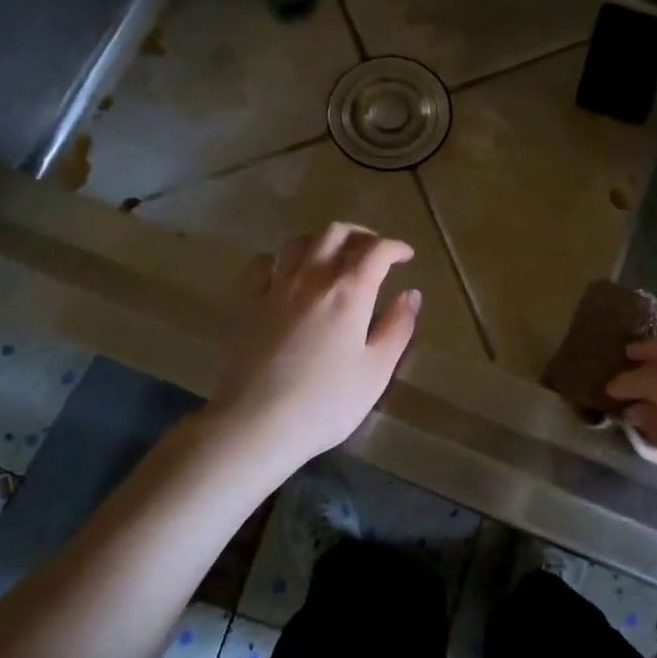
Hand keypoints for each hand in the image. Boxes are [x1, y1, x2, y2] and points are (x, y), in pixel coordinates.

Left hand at [210, 223, 422, 472]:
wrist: (256, 424)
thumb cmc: (326, 403)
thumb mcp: (376, 371)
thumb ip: (397, 328)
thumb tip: (411, 295)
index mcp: (348, 292)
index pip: (376, 250)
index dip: (394, 247)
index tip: (406, 256)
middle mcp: (311, 278)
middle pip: (335, 233)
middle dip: (360, 235)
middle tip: (373, 252)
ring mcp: (274, 288)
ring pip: (298, 242)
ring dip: (322, 240)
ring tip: (334, 257)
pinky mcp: (245, 304)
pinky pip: (262, 265)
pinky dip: (281, 259)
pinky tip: (287, 273)